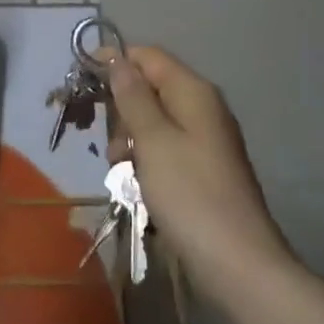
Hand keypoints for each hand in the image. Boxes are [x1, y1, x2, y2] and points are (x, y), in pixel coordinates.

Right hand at [107, 46, 290, 298]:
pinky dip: (149, 161)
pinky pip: (168, 149)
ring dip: (132, 141)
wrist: (240, 266)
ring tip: (121, 172)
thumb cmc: (190, 195)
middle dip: (123, 110)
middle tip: (109, 145)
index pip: (148, 56)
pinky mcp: (206, 170)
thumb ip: (132, 96)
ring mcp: (208, 140)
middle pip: (152, 88)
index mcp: (193, 91)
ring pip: (156, 122)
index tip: (83, 79)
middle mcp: (204, 108)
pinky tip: (139, 187)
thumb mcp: (152, 141)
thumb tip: (117, 59)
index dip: (115, 61)